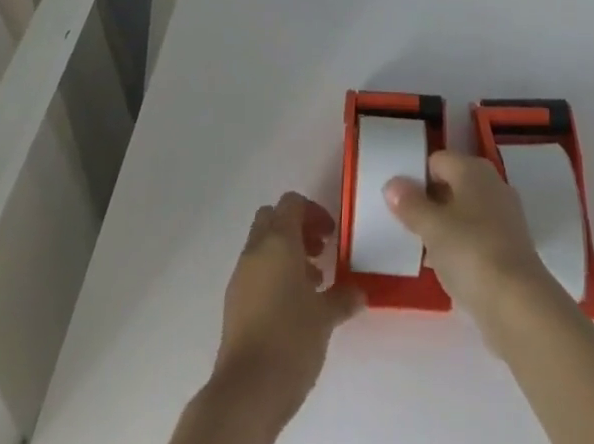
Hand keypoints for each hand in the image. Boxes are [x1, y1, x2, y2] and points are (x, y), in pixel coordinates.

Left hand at [209, 192, 363, 430]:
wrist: (246, 391)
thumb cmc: (290, 339)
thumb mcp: (325, 317)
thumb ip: (343, 297)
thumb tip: (359, 292)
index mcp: (278, 240)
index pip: (292, 203)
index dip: (313, 212)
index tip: (330, 235)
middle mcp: (255, 250)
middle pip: (273, 218)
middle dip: (297, 228)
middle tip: (319, 252)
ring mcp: (240, 275)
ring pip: (262, 245)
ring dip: (286, 254)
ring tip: (312, 285)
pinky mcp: (233, 302)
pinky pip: (255, 271)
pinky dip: (273, 275)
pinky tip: (292, 307)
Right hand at [383, 152, 557, 342]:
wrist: (518, 306)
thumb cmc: (470, 252)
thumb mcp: (431, 227)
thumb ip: (409, 204)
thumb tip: (392, 184)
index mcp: (473, 169)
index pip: (436, 160)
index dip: (415, 176)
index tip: (396, 200)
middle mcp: (492, 185)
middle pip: (452, 185)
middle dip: (429, 203)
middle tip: (405, 224)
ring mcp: (505, 217)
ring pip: (465, 213)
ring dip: (444, 228)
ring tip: (421, 248)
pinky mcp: (511, 249)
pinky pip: (477, 238)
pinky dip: (462, 248)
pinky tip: (446, 269)